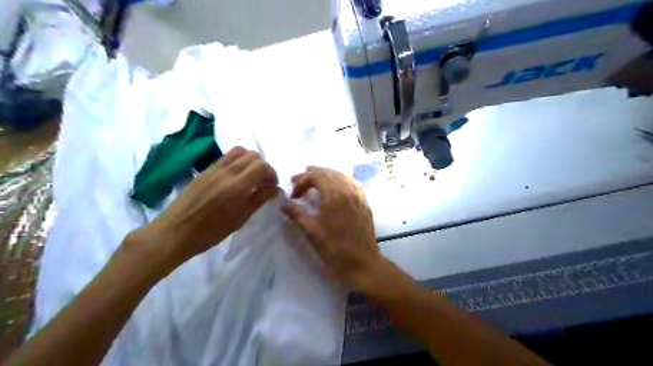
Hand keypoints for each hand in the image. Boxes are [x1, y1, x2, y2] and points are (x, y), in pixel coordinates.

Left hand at [129, 146, 277, 270]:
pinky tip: (235, 178)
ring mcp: (213, 168)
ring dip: (250, 160)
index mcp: (237, 186)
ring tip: (250, 176)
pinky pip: (226, 157)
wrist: (176, 232)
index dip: (272, 173)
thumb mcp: (240, 218)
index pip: (262, 166)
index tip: (272, 186)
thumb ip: (259, 199)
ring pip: (239, 151)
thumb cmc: (211, 231)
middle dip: (263, 166)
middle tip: (263, 182)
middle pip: (252, 155)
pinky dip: (237, 161)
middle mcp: (226, 172)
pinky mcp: (205, 170)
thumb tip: (276, 189)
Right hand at [282, 167, 382, 294]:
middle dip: (312, 174)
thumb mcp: (312, 232)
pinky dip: (340, 180)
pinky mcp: (365, 203)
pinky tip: (336, 187)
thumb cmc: (336, 249)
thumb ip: (297, 214)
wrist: (363, 263)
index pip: (316, 176)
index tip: (293, 195)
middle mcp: (348, 190)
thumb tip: (284, 203)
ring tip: (315, 180)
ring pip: (341, 176)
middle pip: (329, 173)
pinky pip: (352, 184)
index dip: (301, 181)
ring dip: (326, 175)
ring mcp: (359, 196)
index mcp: (334, 195)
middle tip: (298, 181)